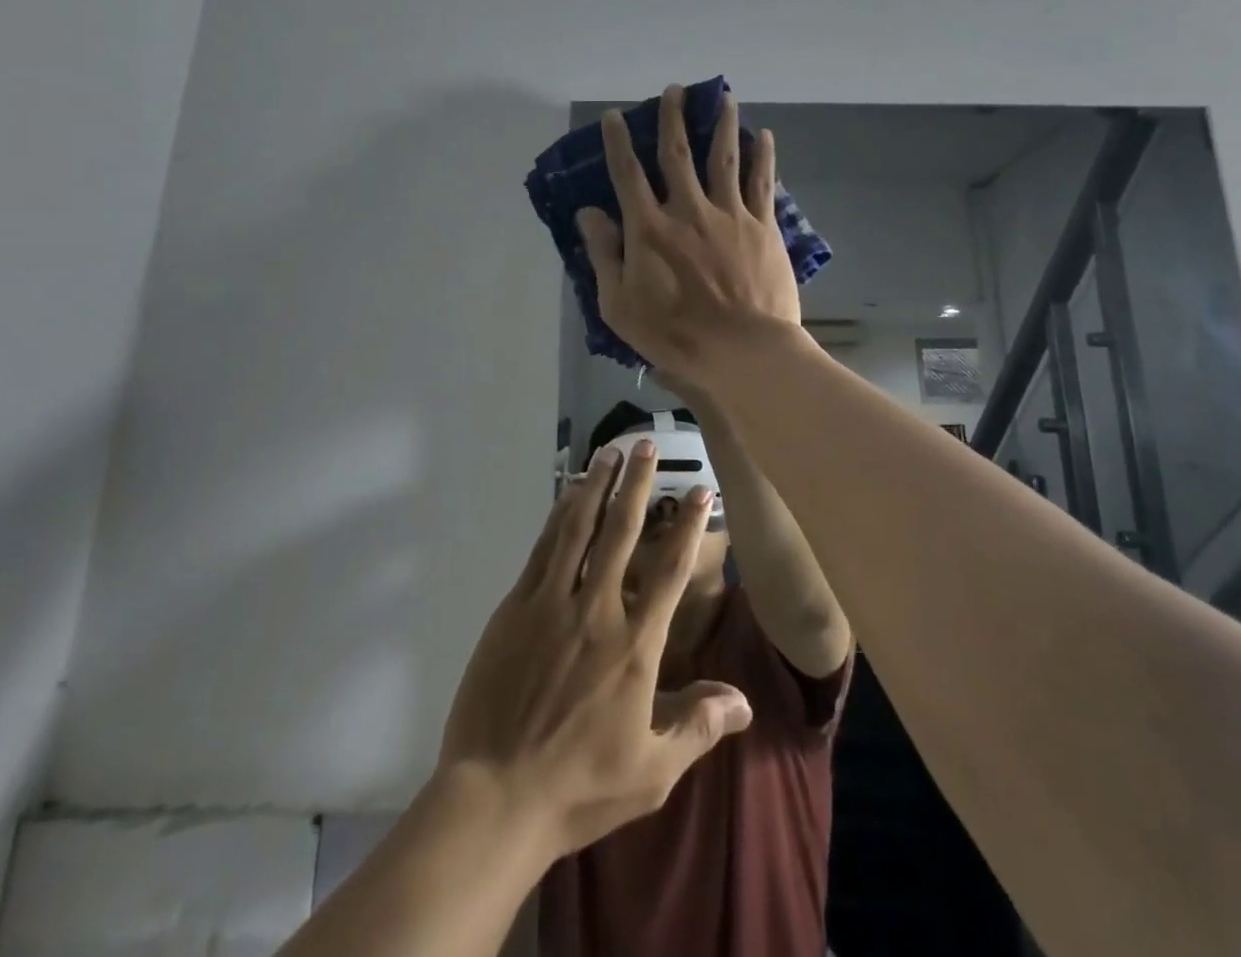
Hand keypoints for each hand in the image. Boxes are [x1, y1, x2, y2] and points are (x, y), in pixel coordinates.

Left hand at [437, 439, 753, 858]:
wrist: (496, 795)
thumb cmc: (580, 785)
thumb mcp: (652, 770)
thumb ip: (698, 725)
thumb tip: (744, 700)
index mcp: (634, 645)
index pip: (669, 572)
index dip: (688, 527)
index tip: (700, 491)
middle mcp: (596, 610)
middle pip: (621, 533)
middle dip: (637, 485)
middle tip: (646, 445)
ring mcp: (551, 603)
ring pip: (579, 529)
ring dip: (596, 487)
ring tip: (609, 453)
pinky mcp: (515, 606)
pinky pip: (543, 549)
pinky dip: (558, 516)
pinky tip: (567, 495)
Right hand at [576, 85, 800, 381]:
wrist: (743, 350)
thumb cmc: (675, 334)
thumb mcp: (620, 305)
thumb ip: (604, 255)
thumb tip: (588, 212)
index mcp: (649, 228)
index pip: (627, 174)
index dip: (618, 142)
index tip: (615, 116)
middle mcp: (687, 209)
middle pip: (677, 153)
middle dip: (673, 118)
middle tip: (674, 91)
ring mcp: (728, 214)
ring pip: (724, 157)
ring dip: (722, 124)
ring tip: (724, 97)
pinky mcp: (761, 226)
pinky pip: (761, 183)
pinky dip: (763, 156)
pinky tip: (765, 136)